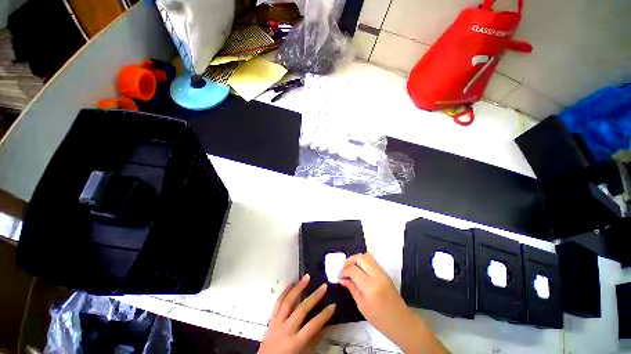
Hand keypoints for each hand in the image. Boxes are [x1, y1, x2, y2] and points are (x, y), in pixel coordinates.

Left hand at [259, 274, 335, 353]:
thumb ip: (313, 341)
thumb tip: (324, 326)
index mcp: (295, 343)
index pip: (313, 326)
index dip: (324, 315)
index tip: (333, 305)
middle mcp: (286, 330)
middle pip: (301, 310)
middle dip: (314, 297)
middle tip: (323, 286)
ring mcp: (277, 323)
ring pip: (288, 301)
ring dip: (298, 287)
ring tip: (306, 277)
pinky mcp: (271, 320)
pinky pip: (277, 303)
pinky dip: (284, 292)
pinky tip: (291, 283)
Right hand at [338, 253, 409, 334]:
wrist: (401, 321)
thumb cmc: (380, 319)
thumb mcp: (362, 305)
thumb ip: (351, 288)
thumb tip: (341, 279)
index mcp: (370, 286)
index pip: (353, 270)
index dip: (344, 271)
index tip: (339, 276)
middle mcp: (377, 275)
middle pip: (360, 258)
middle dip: (350, 261)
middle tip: (344, 269)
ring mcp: (382, 272)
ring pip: (367, 256)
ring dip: (356, 259)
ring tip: (351, 268)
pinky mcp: (385, 272)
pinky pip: (372, 261)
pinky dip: (363, 261)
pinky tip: (359, 270)